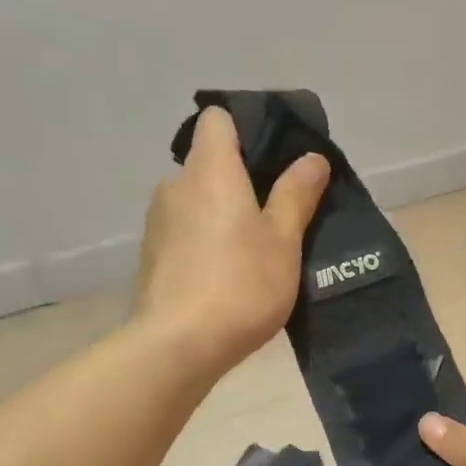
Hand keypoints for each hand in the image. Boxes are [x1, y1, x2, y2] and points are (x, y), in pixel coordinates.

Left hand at [133, 106, 328, 378]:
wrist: (180, 345)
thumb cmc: (241, 284)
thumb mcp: (283, 240)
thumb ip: (296, 195)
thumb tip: (312, 157)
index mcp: (209, 170)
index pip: (218, 120)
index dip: (247, 129)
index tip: (276, 159)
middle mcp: (176, 185)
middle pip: (210, 163)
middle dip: (242, 180)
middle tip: (279, 214)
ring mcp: (159, 222)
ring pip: (198, 201)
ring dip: (223, 215)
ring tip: (256, 251)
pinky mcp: (153, 256)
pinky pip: (186, 232)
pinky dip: (207, 241)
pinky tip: (228, 275)